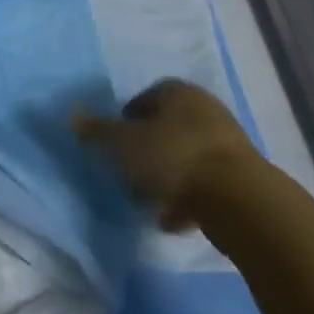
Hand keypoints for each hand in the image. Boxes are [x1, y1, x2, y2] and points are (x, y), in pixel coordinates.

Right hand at [75, 79, 259, 229]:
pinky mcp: (241, 176)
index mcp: (179, 93)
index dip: (129, 115)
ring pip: (187, 155)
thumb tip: (72, 116)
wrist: (238, 198)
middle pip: (169, 125)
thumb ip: (98, 131)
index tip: (115, 139)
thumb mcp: (124, 144)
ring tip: (147, 200)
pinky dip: (187, 198)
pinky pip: (205, 183)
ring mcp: (227, 143)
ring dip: (168, 175)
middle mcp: (206, 109)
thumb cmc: (174, 157)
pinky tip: (170, 220)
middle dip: (148, 146)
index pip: (149, 95)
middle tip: (128, 168)